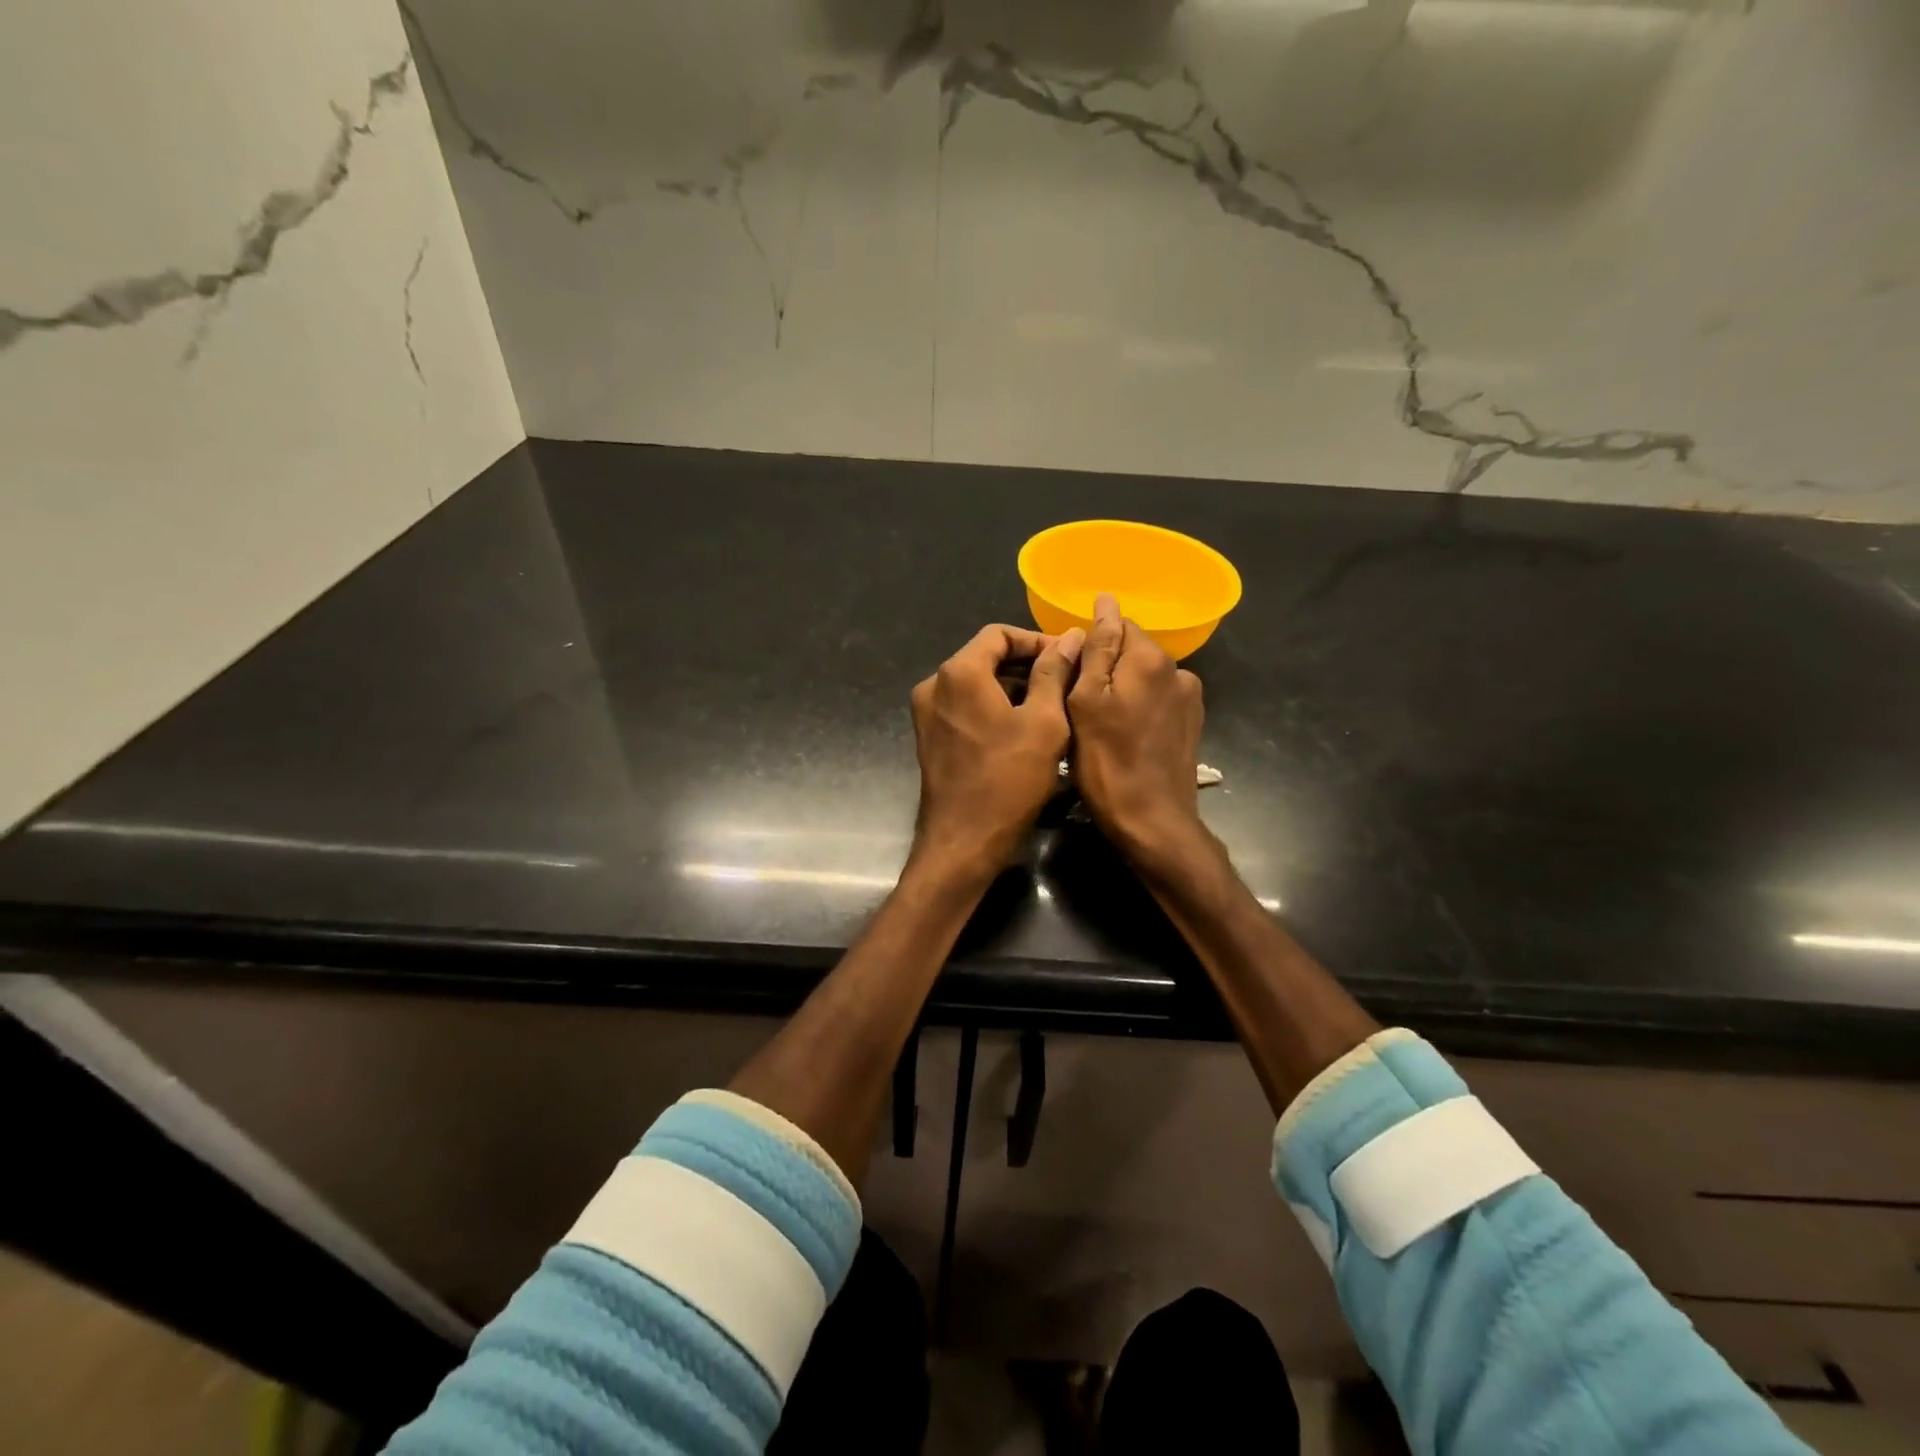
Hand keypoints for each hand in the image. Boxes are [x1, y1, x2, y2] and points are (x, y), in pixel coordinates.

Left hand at [910, 624, 1085, 874]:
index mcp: (959, 672)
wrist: (964, 843)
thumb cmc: (1009, 780)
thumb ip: (1054, 673)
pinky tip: (1024, 728)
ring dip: (1012, 688)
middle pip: (985, 657)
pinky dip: (994, 708)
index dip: (1037, 640)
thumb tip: (1070, 637)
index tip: (1068, 657)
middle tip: (1066, 682)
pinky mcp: (930, 738)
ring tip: (1052, 706)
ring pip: (975, 684)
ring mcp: (927, 713)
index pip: (999, 634)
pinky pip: (965, 708)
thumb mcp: (1044, 722)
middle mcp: (934, 685)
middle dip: (1027, 665)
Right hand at [1067, 593, 1207, 868]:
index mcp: (1150, 659)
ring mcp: (1188, 699)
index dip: (1088, 646)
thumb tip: (1106, 601)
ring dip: (1121, 691)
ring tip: (1098, 724)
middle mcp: (1178, 670)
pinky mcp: (1190, 725)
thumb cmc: (1107, 762)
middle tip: (1076, 705)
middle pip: (1131, 652)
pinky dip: (1137, 710)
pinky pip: (1155, 702)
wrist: (1152, 822)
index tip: (1069, 676)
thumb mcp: (1086, 702)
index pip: (1116, 625)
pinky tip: (1123, 737)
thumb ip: (1097, 649)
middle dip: (1104, 669)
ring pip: (1142, 679)